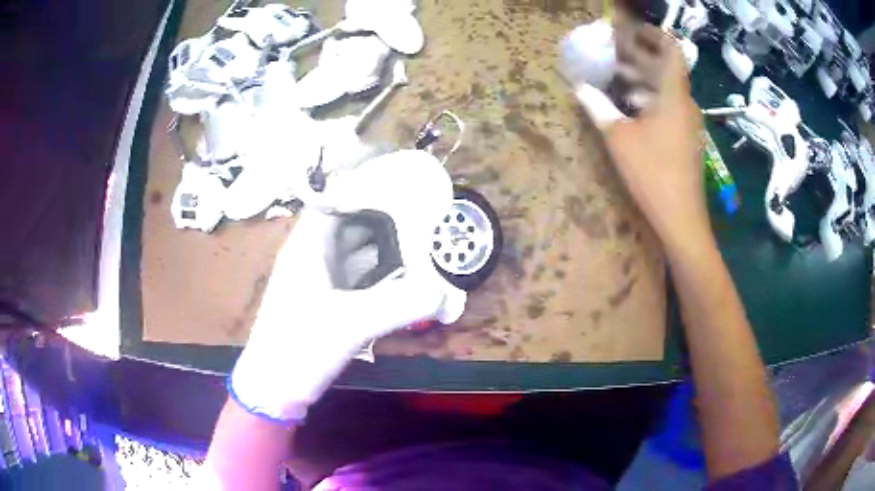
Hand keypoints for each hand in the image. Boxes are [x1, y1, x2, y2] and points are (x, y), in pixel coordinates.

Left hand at [230, 208, 451, 423]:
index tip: (401, 185)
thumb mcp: (351, 324)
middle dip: (383, 218)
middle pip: (349, 225)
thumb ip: (400, 305)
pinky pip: (357, 278)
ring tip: (421, 240)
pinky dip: (379, 274)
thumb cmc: (300, 348)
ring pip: (355, 253)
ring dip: (384, 248)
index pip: (334, 201)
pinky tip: (404, 277)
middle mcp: (312, 257)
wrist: (273, 389)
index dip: (363, 189)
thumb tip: (446, 293)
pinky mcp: (327, 303)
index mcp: (307, 248)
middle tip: (423, 213)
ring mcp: (319, 281)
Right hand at [604, 24, 708, 252]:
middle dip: (639, 57)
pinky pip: (669, 107)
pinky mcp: (686, 139)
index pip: (671, 50)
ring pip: (666, 89)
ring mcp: (688, 123)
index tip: (631, 30)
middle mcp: (686, 104)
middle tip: (612, 53)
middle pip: (665, 69)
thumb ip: (598, 107)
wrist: (681, 219)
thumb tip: (580, 88)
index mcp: (674, 96)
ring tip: (615, 77)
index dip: (653, 34)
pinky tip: (630, 107)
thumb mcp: (619, 138)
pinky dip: (650, 99)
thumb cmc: (652, 174)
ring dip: (642, 79)